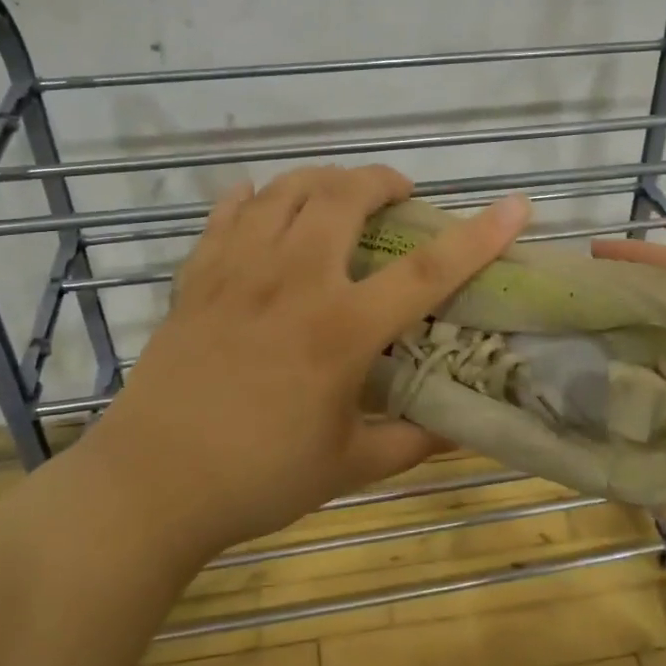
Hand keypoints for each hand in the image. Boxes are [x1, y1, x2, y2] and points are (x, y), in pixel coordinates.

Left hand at [82, 166, 530, 553]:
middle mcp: (292, 282)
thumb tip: (464, 429)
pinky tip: (261, 202)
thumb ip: (413, 442)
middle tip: (397, 194)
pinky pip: (227, 214)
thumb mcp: (349, 467)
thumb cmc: (257, 478)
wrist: (150, 485)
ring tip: (338, 193)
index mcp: (340, 330)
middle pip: (343, 197)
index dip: (478, 235)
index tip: (516, 205)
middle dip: (380, 180)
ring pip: (285, 191)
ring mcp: (238, 271)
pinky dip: (251, 199)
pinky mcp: (197, 277)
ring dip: (322, 180)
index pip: (427, 272)